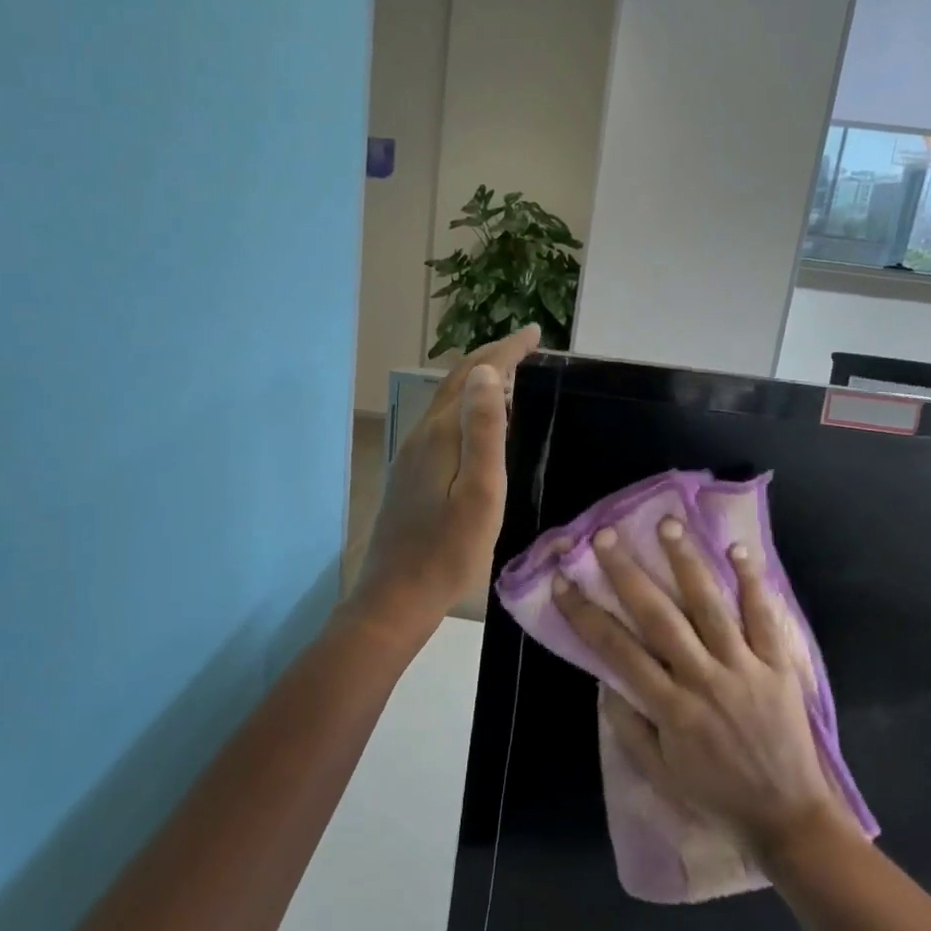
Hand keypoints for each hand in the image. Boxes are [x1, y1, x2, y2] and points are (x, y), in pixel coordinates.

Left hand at [350, 326, 541, 638]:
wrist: (396, 596)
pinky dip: (466, 407)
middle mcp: (422, 436)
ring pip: (447, 402)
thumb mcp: (480, 493)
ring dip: (478, 382)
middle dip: (491, 358)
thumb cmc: (448, 552)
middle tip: (525, 347)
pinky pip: (443, 424)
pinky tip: (479, 425)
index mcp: (441, 435)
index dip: (505, 351)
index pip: (475, 376)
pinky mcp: (411, 474)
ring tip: (510, 377)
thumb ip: (483, 431)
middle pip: (456, 382)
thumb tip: (488, 373)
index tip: (533, 334)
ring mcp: (412, 455)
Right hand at [554, 518, 855, 860]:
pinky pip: (766, 619)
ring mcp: (745, 669)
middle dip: (628, 574)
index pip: (618, 651)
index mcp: (671, 709)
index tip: (563, 583)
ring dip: (687, 563)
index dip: (586, 614)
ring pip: (711, 607)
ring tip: (668, 524)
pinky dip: (753, 584)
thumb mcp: (660, 773)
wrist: (789, 817)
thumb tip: (606, 679)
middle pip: (660, 618)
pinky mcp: (779, 667)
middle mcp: (704, 680)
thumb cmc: (717, 795)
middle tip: (607, 536)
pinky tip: (738, 550)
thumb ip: (629, 726)